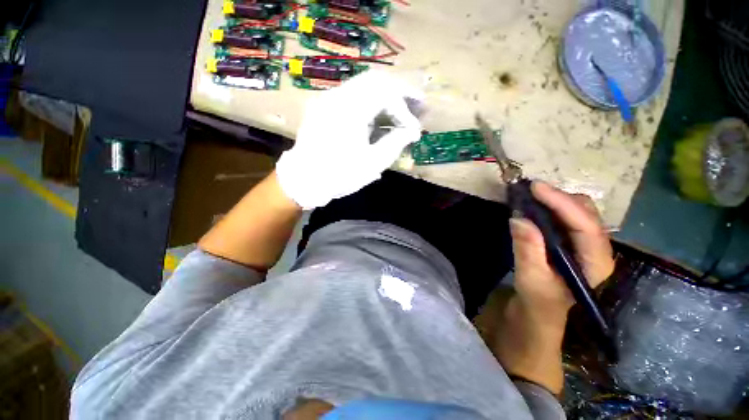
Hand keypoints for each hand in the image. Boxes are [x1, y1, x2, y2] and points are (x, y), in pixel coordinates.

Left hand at [276, 71, 422, 208]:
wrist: (303, 180)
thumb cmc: (339, 175)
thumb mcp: (372, 163)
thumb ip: (395, 143)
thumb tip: (412, 131)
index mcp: (351, 110)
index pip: (387, 94)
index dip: (405, 111)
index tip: (414, 130)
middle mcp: (338, 96)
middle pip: (376, 80)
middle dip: (400, 92)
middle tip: (417, 105)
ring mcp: (329, 99)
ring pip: (364, 85)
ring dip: (385, 96)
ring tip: (401, 110)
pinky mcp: (325, 106)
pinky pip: (353, 95)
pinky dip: (371, 102)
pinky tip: (379, 116)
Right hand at [509, 181, 614, 319]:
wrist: (540, 311)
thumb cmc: (538, 300)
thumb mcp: (530, 278)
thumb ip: (527, 250)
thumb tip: (519, 218)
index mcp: (595, 262)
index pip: (586, 225)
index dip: (562, 203)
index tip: (535, 188)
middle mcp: (596, 248)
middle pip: (586, 212)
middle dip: (559, 198)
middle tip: (529, 191)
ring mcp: (584, 243)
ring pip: (577, 211)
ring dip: (554, 200)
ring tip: (529, 196)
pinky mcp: (570, 241)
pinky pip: (565, 216)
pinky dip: (549, 207)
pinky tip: (533, 206)